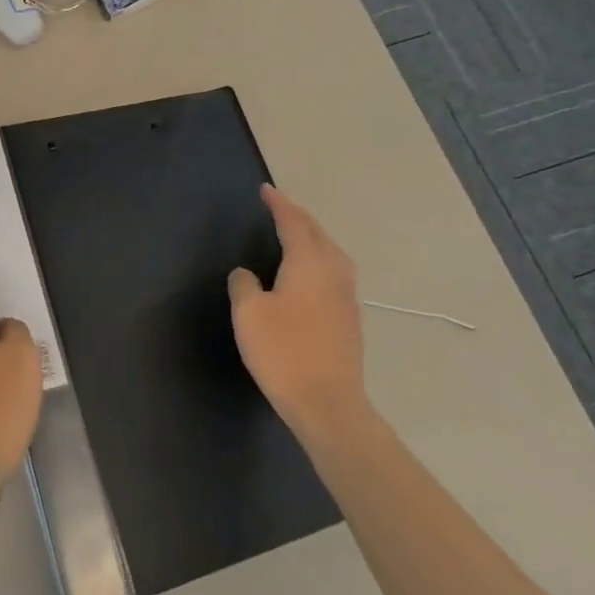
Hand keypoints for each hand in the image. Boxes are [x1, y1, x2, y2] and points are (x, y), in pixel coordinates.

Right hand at [228, 185, 373, 440]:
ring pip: (330, 253)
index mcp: (309, 262)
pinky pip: (334, 273)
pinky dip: (319, 261)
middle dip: (298, 217)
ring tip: (295, 236)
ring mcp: (347, 296)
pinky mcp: (350, 319)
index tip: (265, 190)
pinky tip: (309, 275)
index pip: (293, 222)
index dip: (279, 204)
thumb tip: (247, 274)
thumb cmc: (284, 352)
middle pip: (317, 233)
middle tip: (279, 208)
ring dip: (312, 238)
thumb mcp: (249, 314)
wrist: (329, 404)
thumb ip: (244, 284)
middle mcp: (334, 272)